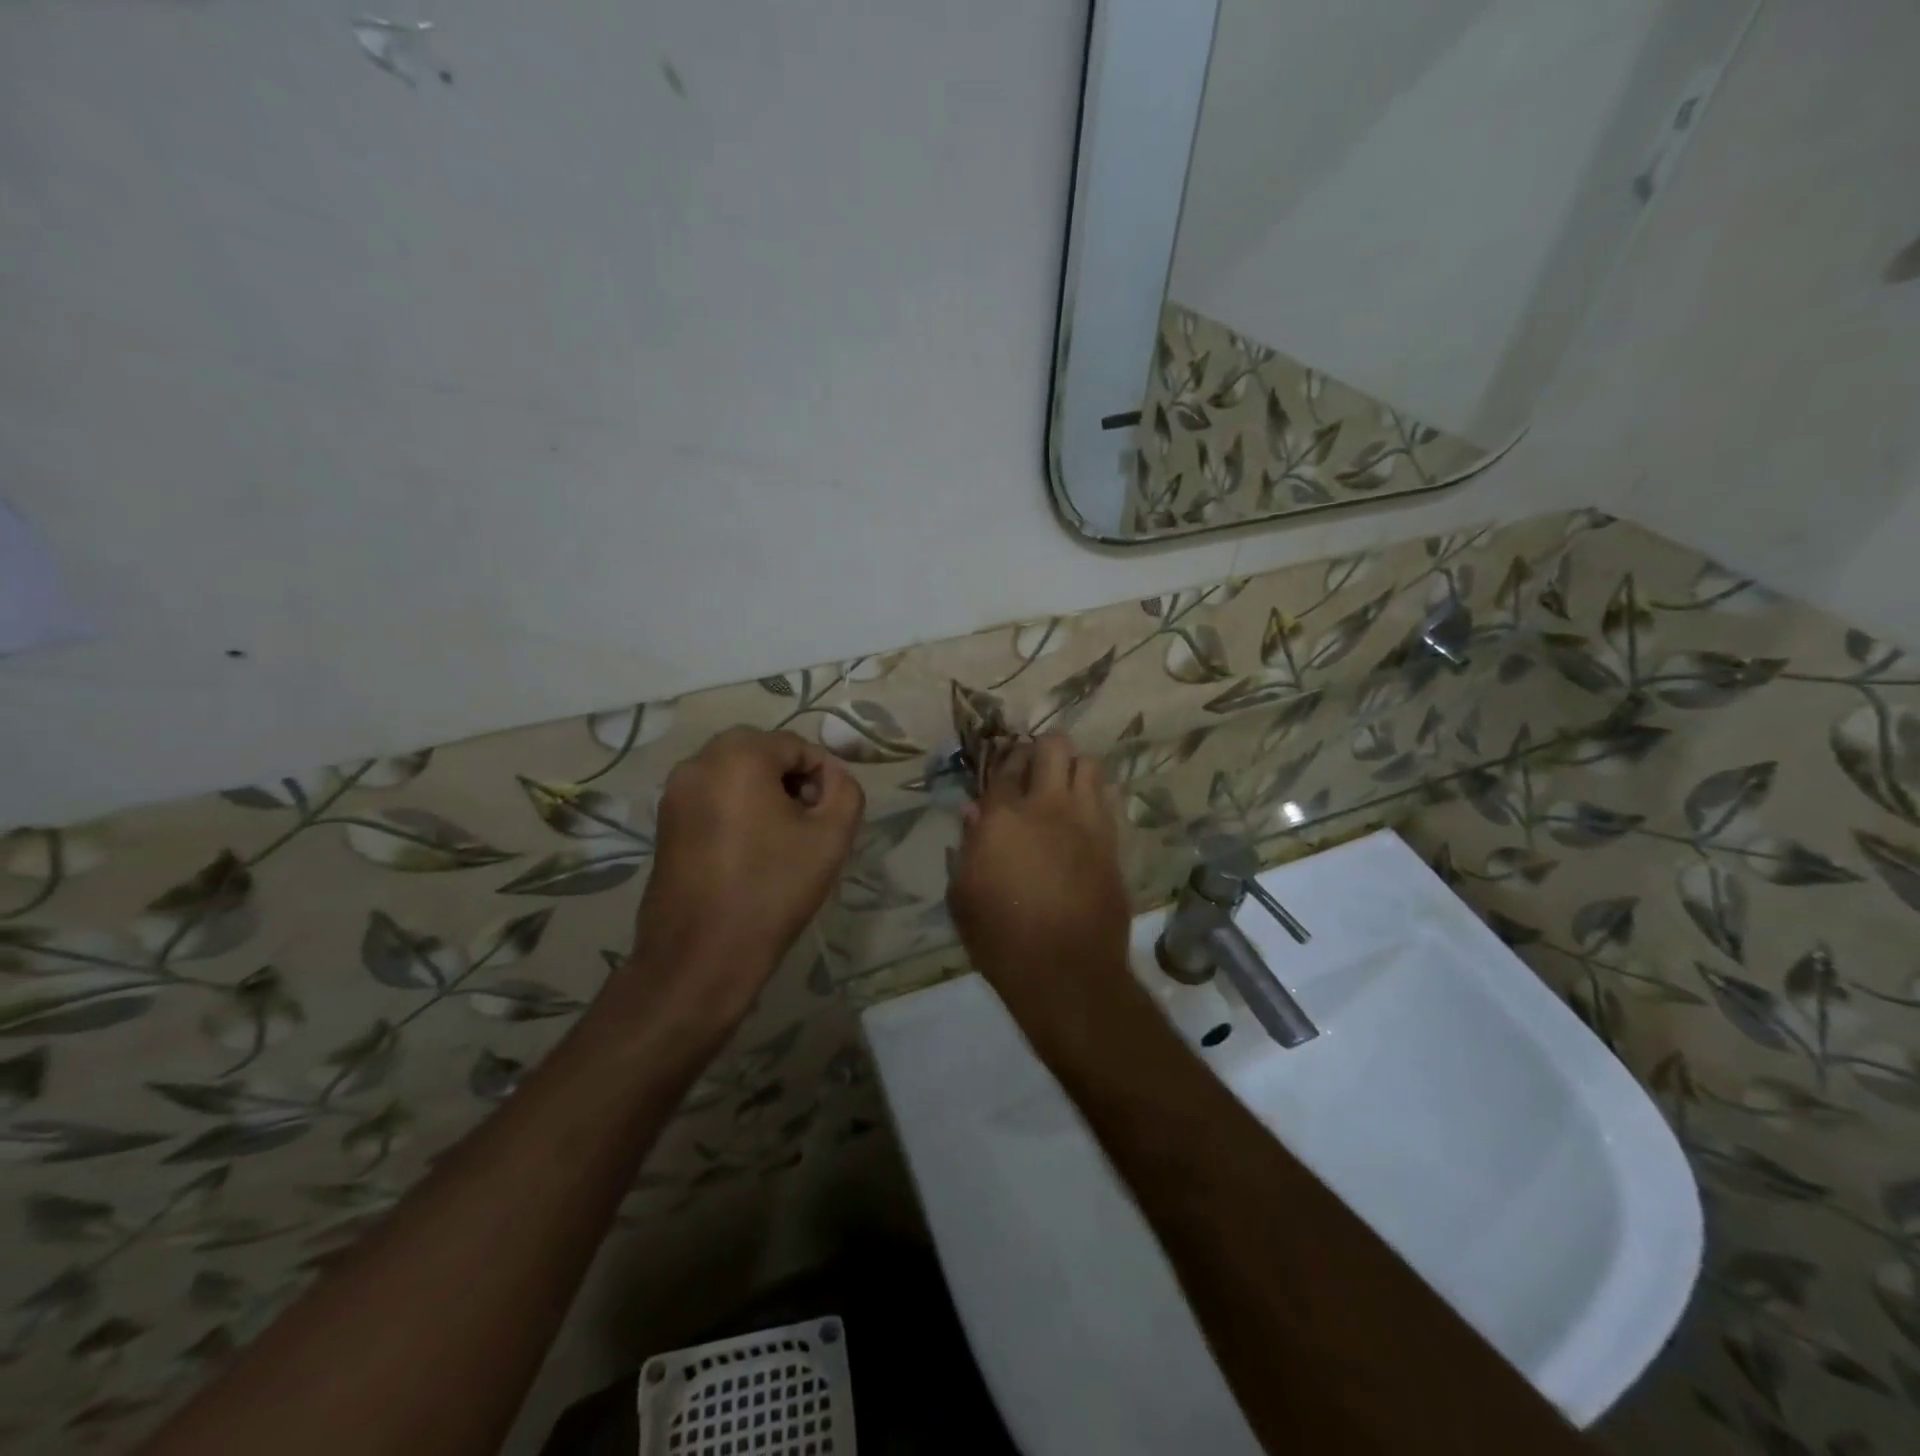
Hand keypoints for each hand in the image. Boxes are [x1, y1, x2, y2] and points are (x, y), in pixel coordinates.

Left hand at [628, 728, 864, 1011]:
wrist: (701, 956)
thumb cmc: (771, 890)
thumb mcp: (831, 837)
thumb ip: (845, 790)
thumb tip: (832, 776)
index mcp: (738, 756)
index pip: (796, 746)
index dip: (823, 777)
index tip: (829, 817)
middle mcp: (698, 762)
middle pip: (761, 753)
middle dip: (791, 781)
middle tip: (808, 825)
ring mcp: (673, 793)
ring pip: (734, 774)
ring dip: (763, 794)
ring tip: (781, 840)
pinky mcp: (663, 822)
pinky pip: (711, 797)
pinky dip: (736, 809)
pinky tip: (750, 851)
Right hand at [948, 734, 1131, 1026]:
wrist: (1064, 971)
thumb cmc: (1000, 937)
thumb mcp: (963, 895)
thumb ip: (968, 847)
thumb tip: (975, 814)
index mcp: (1003, 816)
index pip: (1006, 765)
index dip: (1005, 759)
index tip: (1006, 765)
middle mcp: (1048, 806)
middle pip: (1054, 747)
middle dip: (1043, 748)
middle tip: (1036, 768)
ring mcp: (1087, 821)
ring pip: (1090, 764)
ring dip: (1074, 767)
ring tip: (1064, 786)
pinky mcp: (1112, 842)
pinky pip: (1108, 799)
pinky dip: (1096, 795)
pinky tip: (1085, 813)